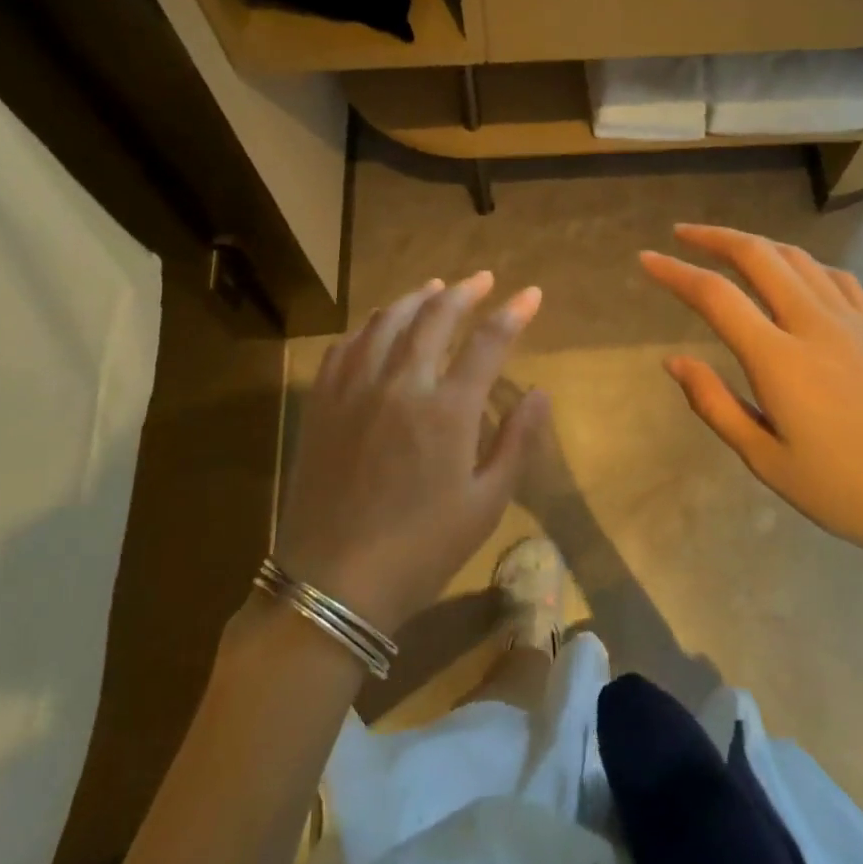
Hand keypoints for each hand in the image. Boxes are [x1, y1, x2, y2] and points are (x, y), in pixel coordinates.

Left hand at [274, 272, 546, 635]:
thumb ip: (516, 442)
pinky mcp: (323, 404)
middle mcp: (401, 384)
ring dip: (415, 298)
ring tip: (434, 287)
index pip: (488, 342)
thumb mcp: (486, 504)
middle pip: (434, 317)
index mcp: (447, 409)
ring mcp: (355, 389)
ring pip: (386, 322)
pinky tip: (377, 326)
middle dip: (463, 292)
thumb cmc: (422, 549)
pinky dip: (368, 326)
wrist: (334, 583)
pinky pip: (345, 347)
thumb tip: (539, 393)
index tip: (530, 294)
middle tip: (482, 279)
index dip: (513, 313)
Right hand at [641, 225, 862, 573]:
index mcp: (779, 360)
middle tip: (681, 235)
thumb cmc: (843, 491)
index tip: (646, 259)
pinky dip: (803, 263)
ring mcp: (854, 322)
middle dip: (714, 238)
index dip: (675, 272)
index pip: (715, 296)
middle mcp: (814, 325)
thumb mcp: (765, 460)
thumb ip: (714, 404)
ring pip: (798, 258)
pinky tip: (795, 274)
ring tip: (729, 247)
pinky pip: (837, 277)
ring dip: (757, 243)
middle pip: (758, 256)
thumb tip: (674, 361)